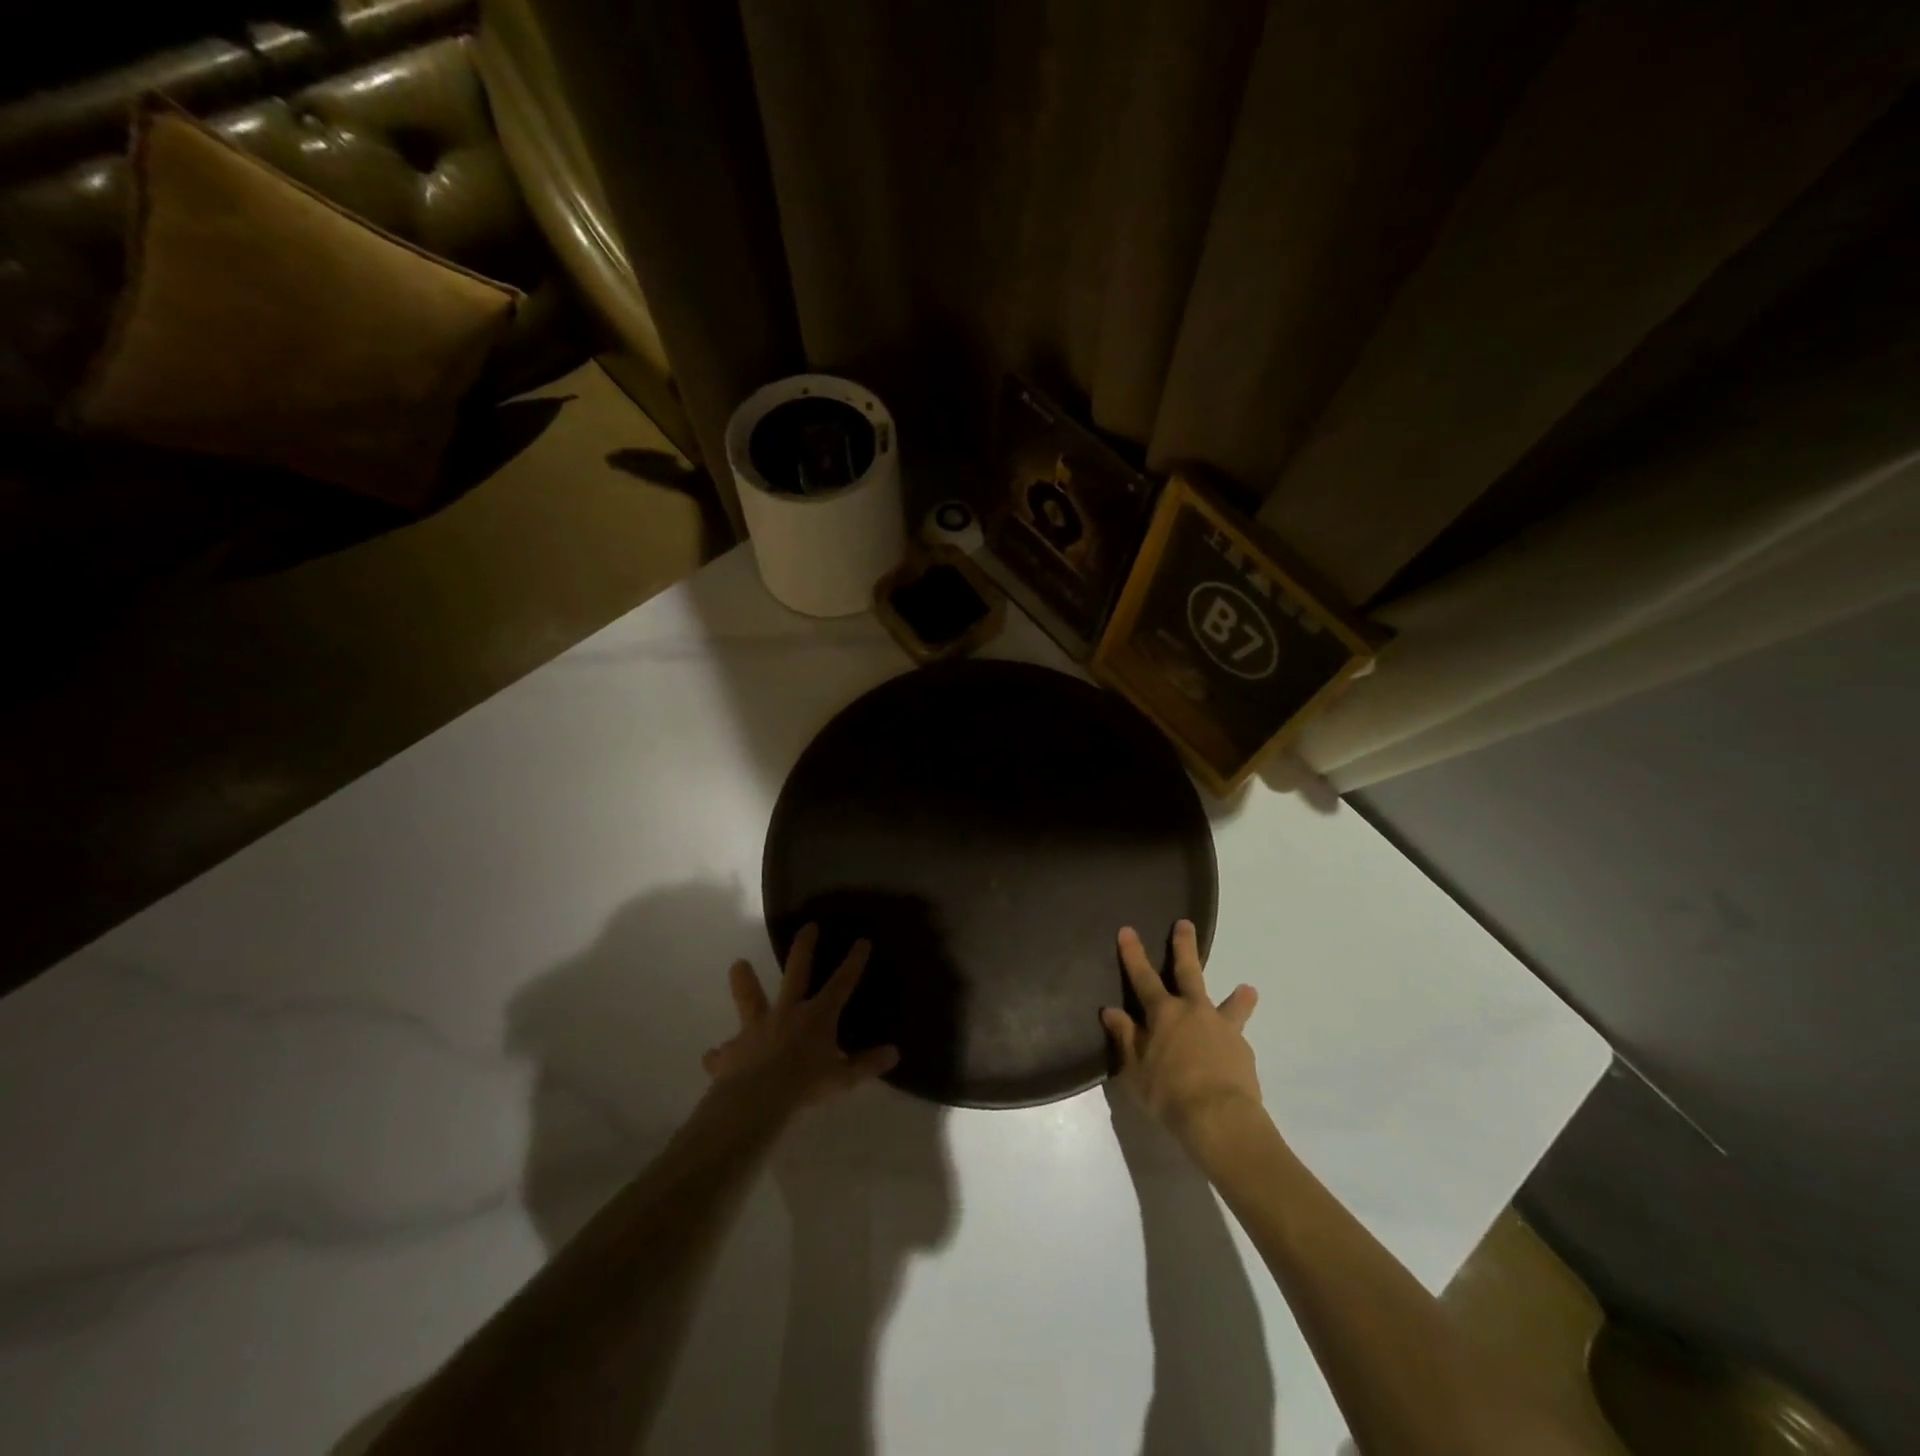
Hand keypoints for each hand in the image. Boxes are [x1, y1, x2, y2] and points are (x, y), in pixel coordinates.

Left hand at [701, 924, 899, 1110]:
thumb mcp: (843, 1079)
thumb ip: (866, 1065)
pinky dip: (720, 1056)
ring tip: (737, 964)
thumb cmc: (806, 1085)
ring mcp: (756, 1030)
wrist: (757, 1100)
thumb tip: (894, 1053)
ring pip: (750, 999)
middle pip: (795, 973)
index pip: (841, 984)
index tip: (862, 941)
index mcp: (817, 1017)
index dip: (853, 962)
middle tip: (807, 926)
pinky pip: (723, 1053)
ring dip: (744, 982)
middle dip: (803, 948)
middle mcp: (787, 1013)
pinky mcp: (731, 1052)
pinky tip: (712, 1058)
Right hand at [1102, 921, 1260, 1148]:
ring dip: (1237, 997)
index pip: (1143, 977)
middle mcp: (1193, 1011)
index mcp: (1163, 1013)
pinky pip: (1237, 1039)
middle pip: (1188, 972)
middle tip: (1185, 924)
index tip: (1128, 930)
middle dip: (1184, 947)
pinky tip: (1236, 1051)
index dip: (1133, 954)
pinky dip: (1235, 1039)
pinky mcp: (1242, 1050)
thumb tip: (1111, 1011)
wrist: (1220, 1118)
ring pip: (1229, 1004)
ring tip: (1248, 989)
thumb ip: (1125, 1038)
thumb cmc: (1168, 1093)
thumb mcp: (1134, 1070)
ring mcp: (1222, 1028)